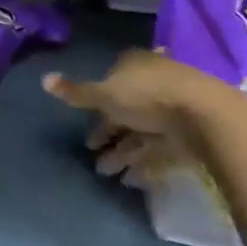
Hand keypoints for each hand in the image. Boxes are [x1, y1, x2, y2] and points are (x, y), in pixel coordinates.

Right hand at [44, 49, 209, 178]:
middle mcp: (152, 82)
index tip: (84, 125)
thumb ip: (77, 93)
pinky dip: (144, 162)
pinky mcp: (186, 132)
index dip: (96, 105)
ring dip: (122, 152)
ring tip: (106, 175)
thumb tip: (43, 79)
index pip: (110, 82)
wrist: (202, 114)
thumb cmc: (147, 96)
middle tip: (92, 155)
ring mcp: (171, 108)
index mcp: (133, 65)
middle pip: (125, 109)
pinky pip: (158, 147)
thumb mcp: (105, 94)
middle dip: (108, 133)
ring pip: (140, 131)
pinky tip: (131, 180)